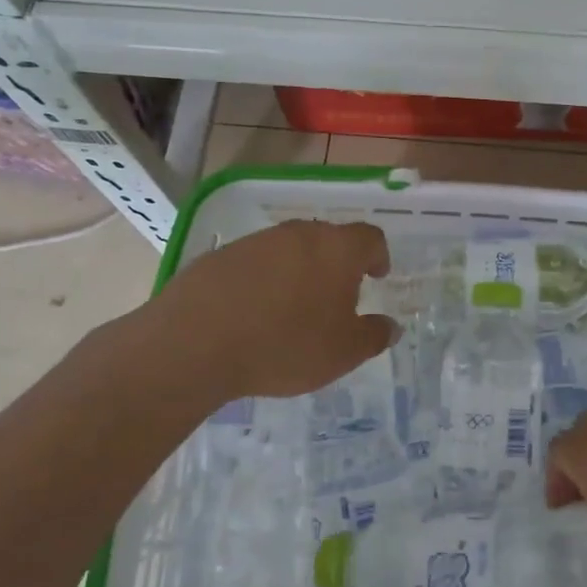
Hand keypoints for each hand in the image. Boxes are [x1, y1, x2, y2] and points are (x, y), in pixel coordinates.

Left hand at [122, 219, 397, 402]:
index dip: (378, 256)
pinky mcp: (220, 255)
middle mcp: (299, 234)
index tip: (376, 276)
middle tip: (337, 297)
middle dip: (338, 264)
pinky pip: (255, 263)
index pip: (370, 238)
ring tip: (293, 309)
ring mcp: (256, 241)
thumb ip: (374, 335)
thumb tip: (390, 326)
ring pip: (290, 249)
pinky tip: (254, 314)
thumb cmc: (285, 345)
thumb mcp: (343, 353)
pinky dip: (263, 281)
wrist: (195, 343)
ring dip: (299, 271)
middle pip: (329, 239)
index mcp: (337, 249)